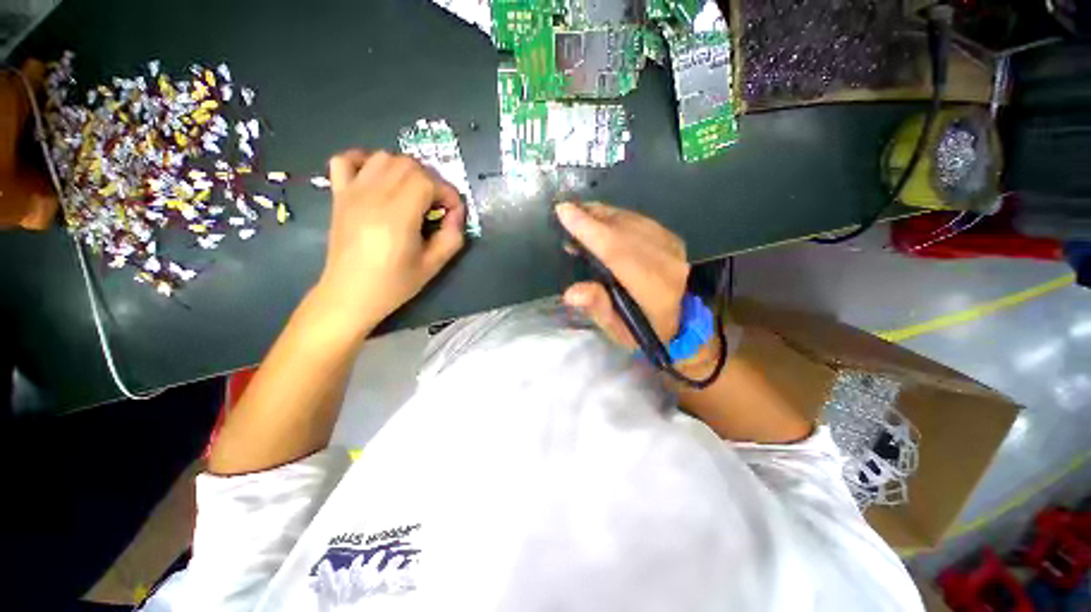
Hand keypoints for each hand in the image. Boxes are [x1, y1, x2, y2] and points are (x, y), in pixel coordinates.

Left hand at [314, 150, 464, 331]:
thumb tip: (456, 213)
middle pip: (408, 164)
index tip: (452, 213)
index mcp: (397, 216)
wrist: (350, 294)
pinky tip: (377, 178)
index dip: (448, 193)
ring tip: (412, 194)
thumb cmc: (394, 284)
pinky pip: (345, 159)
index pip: (428, 182)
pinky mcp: (339, 195)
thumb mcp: (434, 265)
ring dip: (405, 170)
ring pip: (383, 157)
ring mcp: (352, 192)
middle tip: (436, 206)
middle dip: (431, 180)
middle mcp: (373, 196)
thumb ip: (452, 236)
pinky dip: (364, 160)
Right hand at [556, 202, 688, 347]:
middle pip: (624, 230)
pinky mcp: (674, 241)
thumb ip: (596, 308)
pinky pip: (641, 221)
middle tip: (568, 210)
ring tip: (582, 213)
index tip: (564, 211)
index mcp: (651, 290)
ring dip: (604, 214)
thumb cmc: (641, 331)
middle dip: (592, 217)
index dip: (588, 230)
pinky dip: (619, 217)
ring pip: (633, 221)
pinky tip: (604, 220)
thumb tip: (570, 293)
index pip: (616, 252)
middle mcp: (666, 263)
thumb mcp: (615, 329)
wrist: (678, 325)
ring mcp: (674, 249)